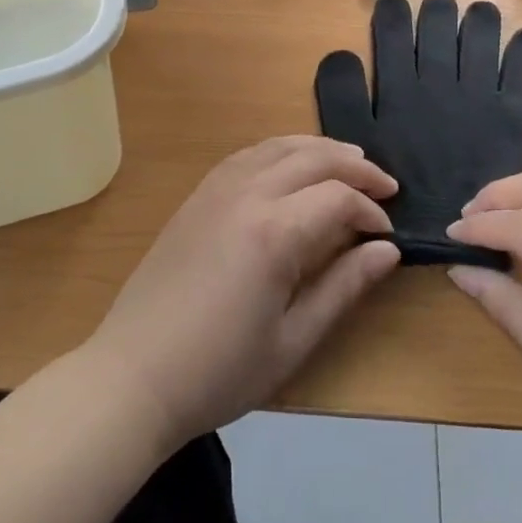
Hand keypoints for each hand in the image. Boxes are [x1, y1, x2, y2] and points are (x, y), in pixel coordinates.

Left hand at [82, 137, 400, 448]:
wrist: (134, 375)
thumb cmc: (219, 371)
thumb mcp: (293, 340)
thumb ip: (344, 288)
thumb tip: (387, 251)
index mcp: (274, 232)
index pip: (338, 198)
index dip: (370, 212)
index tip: (387, 235)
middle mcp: (246, 195)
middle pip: (312, 158)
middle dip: (355, 166)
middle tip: (384, 185)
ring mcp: (216, 190)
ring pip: (277, 146)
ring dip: (318, 148)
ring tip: (348, 160)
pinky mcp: (197, 196)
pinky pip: (246, 155)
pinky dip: (279, 150)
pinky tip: (290, 166)